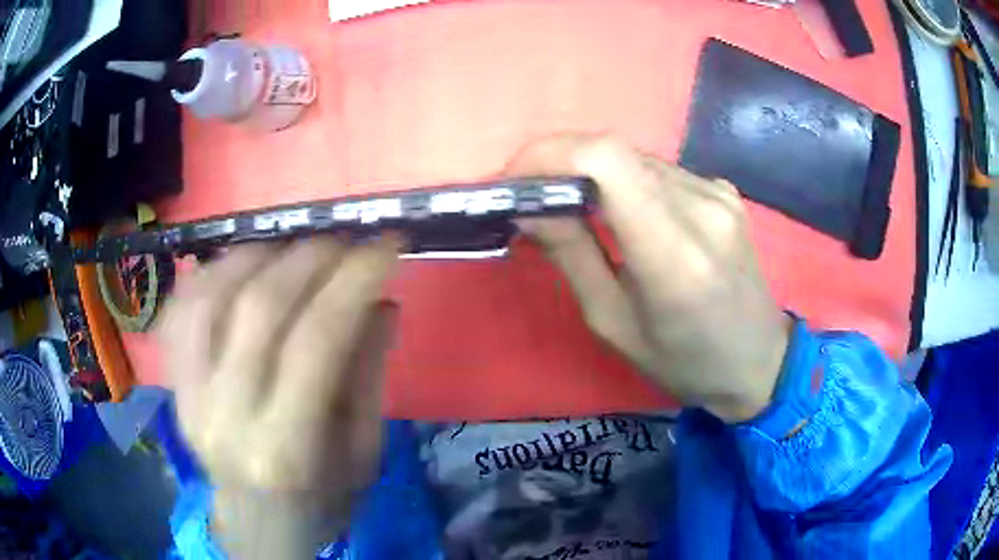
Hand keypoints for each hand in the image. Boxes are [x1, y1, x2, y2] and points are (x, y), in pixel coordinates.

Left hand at [160, 236, 399, 557]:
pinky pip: (178, 312)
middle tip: (342, 242)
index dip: (355, 280)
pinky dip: (207, 275)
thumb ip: (367, 374)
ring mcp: (188, 397)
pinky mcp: (172, 386)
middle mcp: (227, 416)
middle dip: (309, 258)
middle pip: (260, 308)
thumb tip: (379, 301)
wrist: (258, 525)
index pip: (318, 340)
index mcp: (286, 448)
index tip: (387, 245)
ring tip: (290, 248)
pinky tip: (238, 266)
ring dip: (255, 255)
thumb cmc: (321, 498)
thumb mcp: (363, 452)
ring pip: (209, 297)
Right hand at [510, 135, 791, 421]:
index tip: (516, 179)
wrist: (758, 360)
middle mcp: (701, 207)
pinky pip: (659, 171)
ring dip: (591, 172)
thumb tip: (527, 207)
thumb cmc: (683, 362)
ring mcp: (718, 193)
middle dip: (560, 163)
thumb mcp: (613, 324)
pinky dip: (625, 181)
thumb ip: (571, 256)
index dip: (551, 154)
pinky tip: (622, 212)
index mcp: (673, 253)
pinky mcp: (724, 191)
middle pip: (615, 151)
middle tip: (531, 196)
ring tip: (570, 205)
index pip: (607, 160)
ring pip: (634, 158)